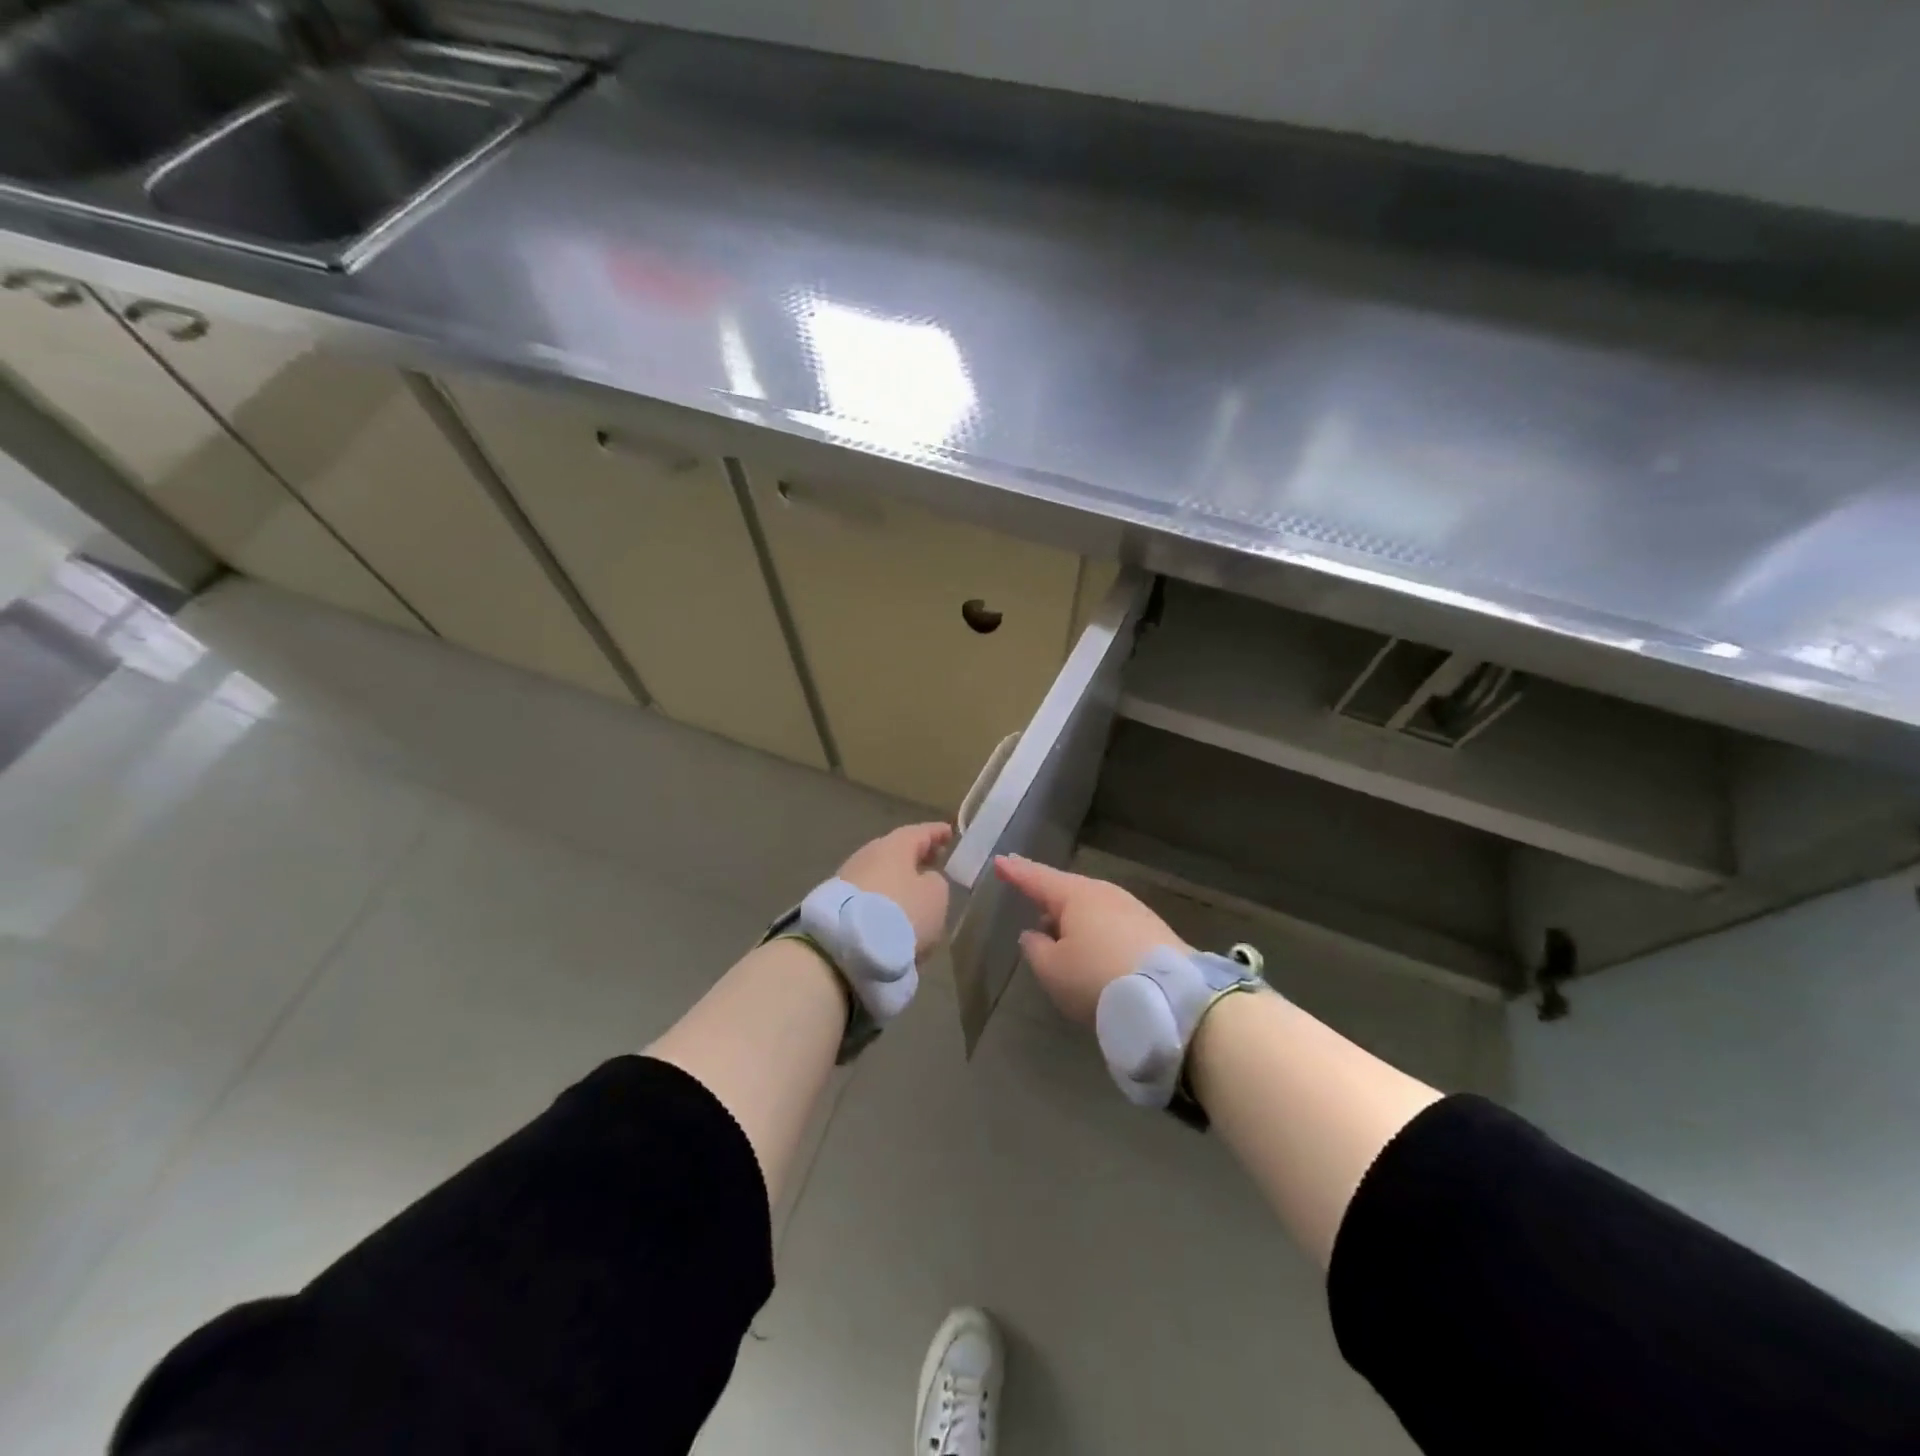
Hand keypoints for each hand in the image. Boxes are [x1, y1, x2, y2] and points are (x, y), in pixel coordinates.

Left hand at [838, 822, 953, 955]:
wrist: (847, 946)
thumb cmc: (901, 913)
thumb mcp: (935, 896)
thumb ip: (935, 881)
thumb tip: (925, 879)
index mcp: (894, 846)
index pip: (919, 832)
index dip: (936, 833)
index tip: (949, 832)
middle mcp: (868, 855)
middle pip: (896, 851)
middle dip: (916, 856)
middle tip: (934, 861)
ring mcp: (848, 878)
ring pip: (881, 873)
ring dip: (898, 879)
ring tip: (914, 891)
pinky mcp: (836, 904)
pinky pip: (868, 895)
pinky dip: (883, 898)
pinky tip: (892, 912)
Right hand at [993, 856, 1186, 1023]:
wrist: (1173, 998)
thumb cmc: (1097, 978)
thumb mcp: (1052, 970)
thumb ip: (1035, 949)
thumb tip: (1034, 933)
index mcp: (1074, 895)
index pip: (1036, 878)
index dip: (1016, 871)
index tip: (999, 861)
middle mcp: (1104, 893)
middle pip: (1067, 891)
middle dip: (1047, 897)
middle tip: (1030, 898)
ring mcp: (1132, 910)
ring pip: (1091, 908)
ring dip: (1073, 919)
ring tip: (1059, 935)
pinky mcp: (1153, 931)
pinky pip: (1111, 924)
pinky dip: (1095, 932)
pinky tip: (1092, 951)